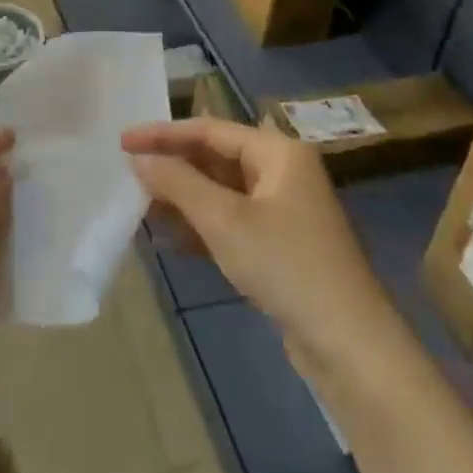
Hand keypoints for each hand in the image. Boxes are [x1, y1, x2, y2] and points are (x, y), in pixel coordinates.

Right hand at [122, 118, 386, 375]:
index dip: (163, 134)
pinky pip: (231, 221)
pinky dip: (201, 226)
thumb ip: (178, 183)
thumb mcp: (224, 220)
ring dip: (183, 199)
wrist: (348, 343)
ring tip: (141, 207)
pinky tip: (170, 240)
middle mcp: (282, 172)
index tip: (123, 142)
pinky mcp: (280, 244)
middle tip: (129, 175)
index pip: (210, 130)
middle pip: (216, 158)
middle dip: (173, 167)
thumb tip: (140, 158)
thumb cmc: (286, 265)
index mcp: (278, 152)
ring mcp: (283, 210)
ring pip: (221, 192)